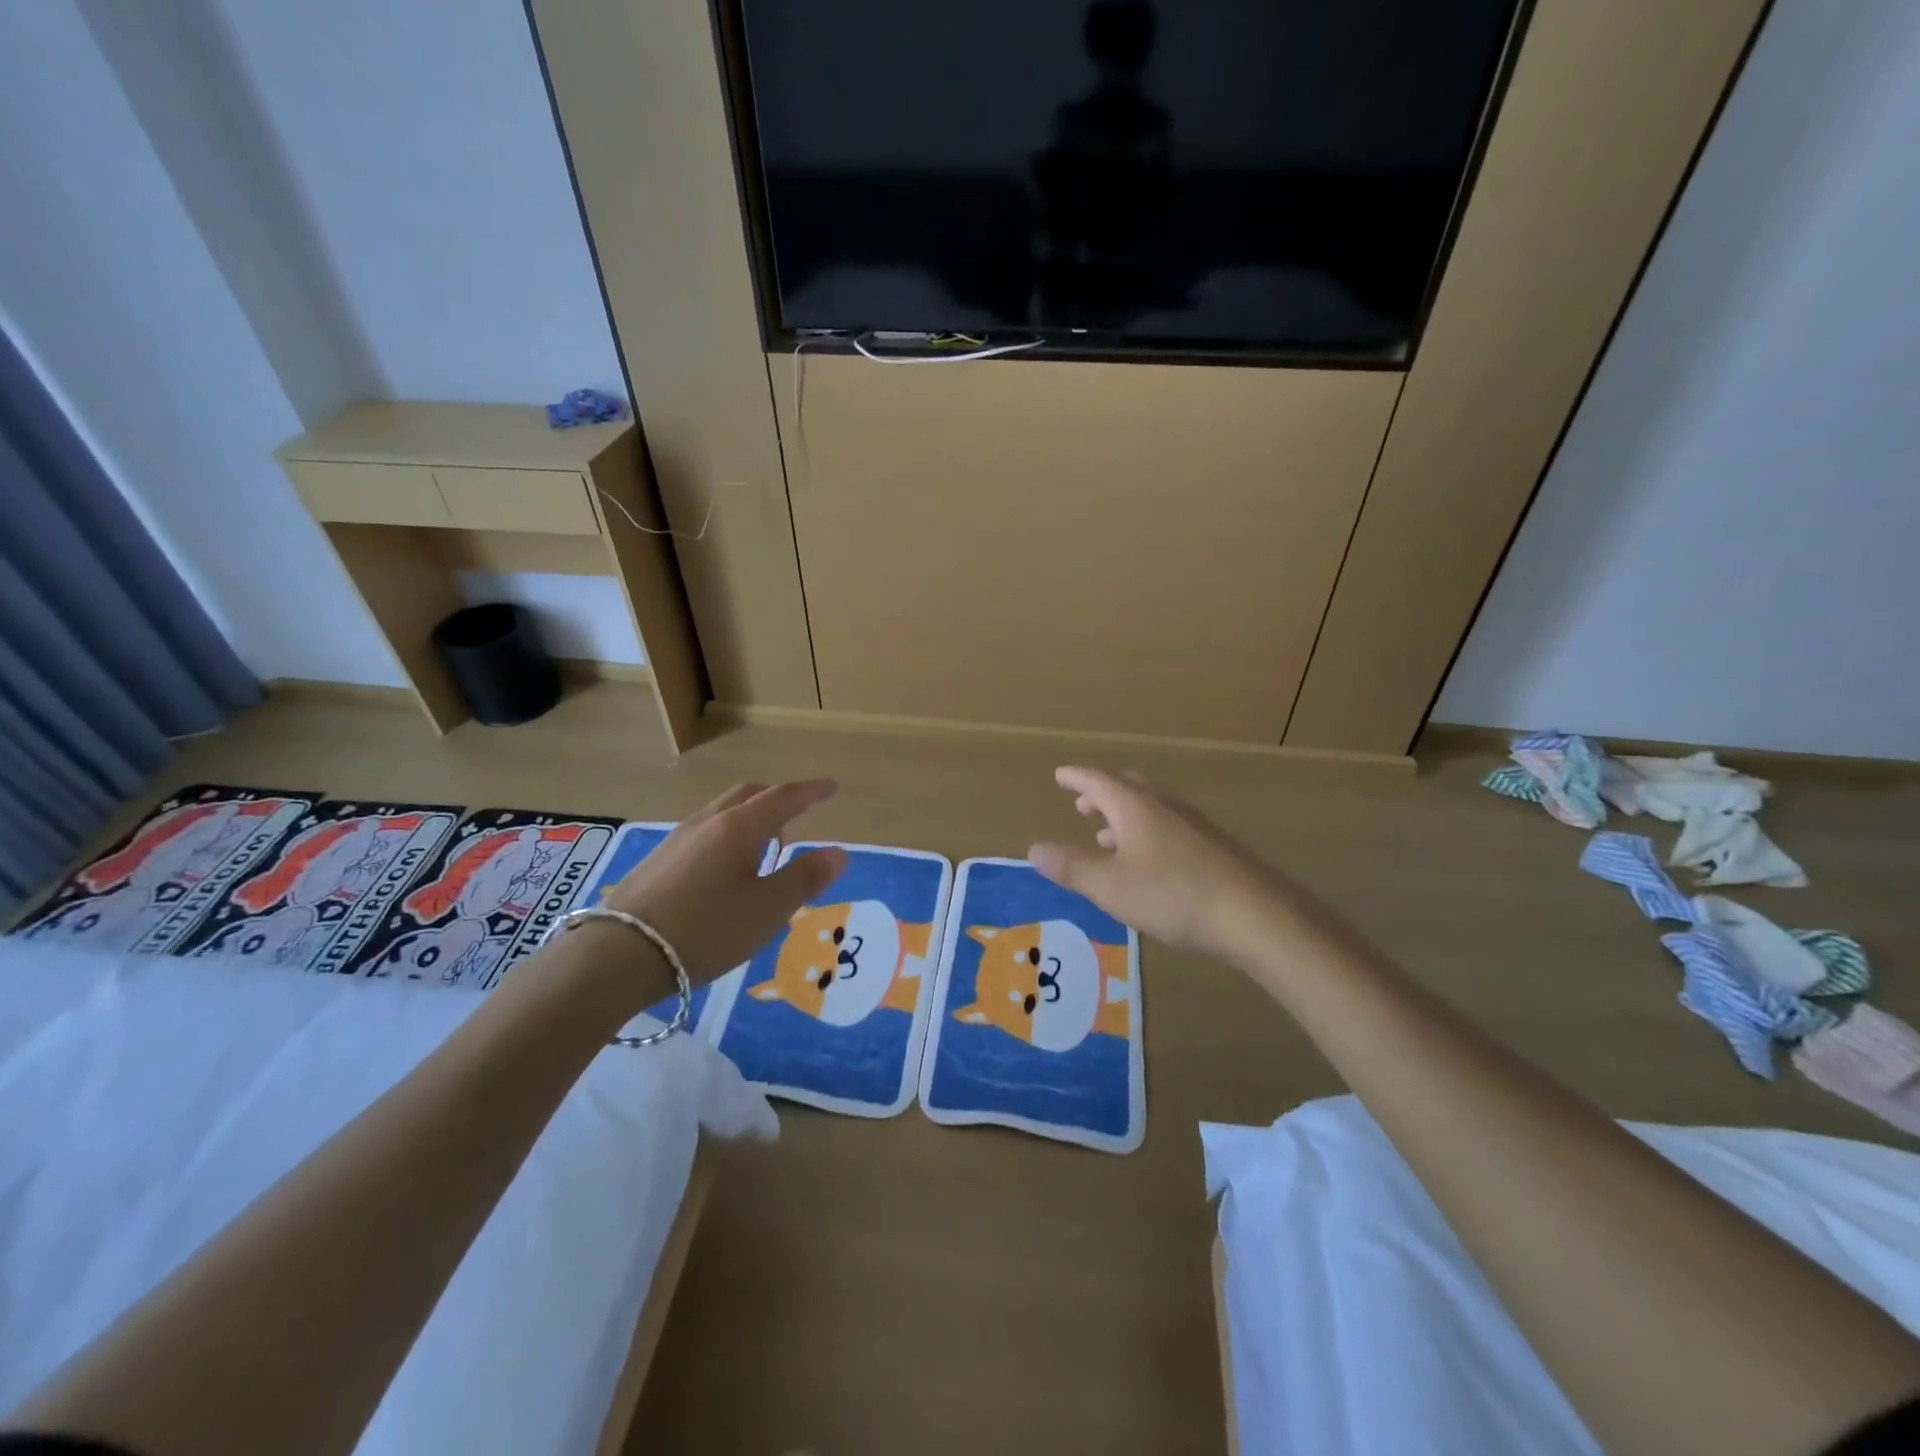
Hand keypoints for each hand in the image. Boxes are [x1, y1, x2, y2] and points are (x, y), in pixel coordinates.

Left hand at [601, 780, 846, 982]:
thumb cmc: (706, 928)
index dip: (810, 791)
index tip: (831, 787)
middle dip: (777, 799)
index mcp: (739, 827)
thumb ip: (805, 879)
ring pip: (723, 812)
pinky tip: (726, 867)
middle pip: (748, 795)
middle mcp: (708, 822)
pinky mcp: (658, 860)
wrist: (620, 954)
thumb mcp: (767, 910)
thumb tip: (839, 852)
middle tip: (798, 816)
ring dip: (751, 817)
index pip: (783, 797)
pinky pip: (704, 831)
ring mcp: (678, 839)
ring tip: (766, 844)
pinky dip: (728, 834)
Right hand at [1027, 766, 1319, 964]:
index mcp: (1136, 807)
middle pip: (1129, 789)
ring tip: (1107, 835)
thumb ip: (1072, 867)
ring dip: (1125, 817)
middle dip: (1102, 795)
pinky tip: (1149, 863)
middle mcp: (1166, 807)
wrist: (1258, 916)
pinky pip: (1170, 828)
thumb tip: (1035, 848)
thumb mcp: (1111, 886)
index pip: (1099, 781)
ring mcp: (1195, 826)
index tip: (1060, 775)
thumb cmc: (1174, 895)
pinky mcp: (1215, 849)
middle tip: (1083, 803)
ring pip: (1152, 810)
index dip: (1077, 778)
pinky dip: (1147, 834)